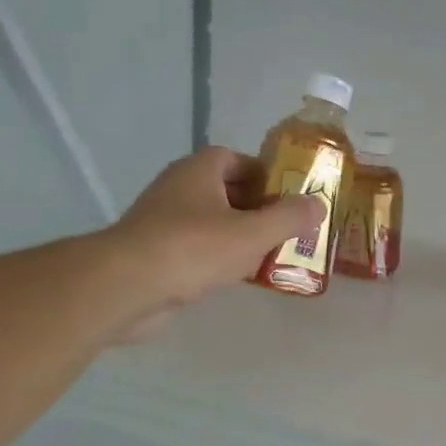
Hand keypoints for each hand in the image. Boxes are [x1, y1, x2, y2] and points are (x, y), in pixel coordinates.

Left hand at [101, 147, 322, 341]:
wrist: (126, 287)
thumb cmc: (193, 248)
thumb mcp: (253, 232)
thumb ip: (289, 218)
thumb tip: (319, 203)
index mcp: (199, 171)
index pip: (236, 159)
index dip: (265, 174)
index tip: (290, 196)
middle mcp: (179, 189)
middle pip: (226, 191)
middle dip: (258, 208)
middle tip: (287, 229)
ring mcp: (163, 222)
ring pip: (212, 222)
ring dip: (240, 236)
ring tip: (271, 255)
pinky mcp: (156, 254)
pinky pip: (197, 249)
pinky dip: (219, 259)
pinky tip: (239, 278)